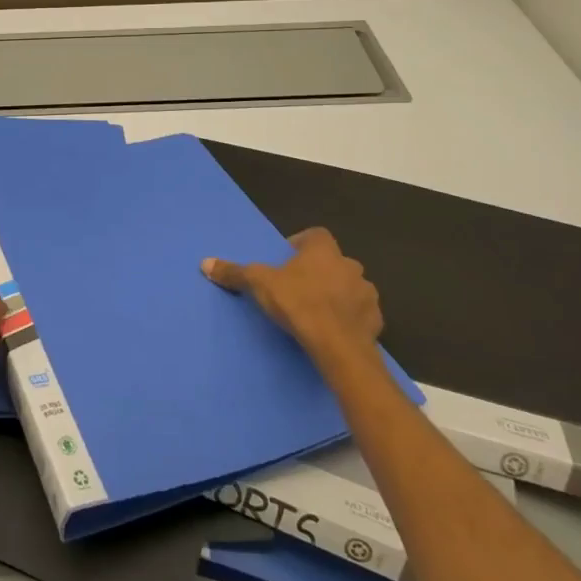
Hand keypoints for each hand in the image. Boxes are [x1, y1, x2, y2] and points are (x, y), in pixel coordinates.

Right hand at [201, 227, 382, 366]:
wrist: (338, 345)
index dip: (302, 243)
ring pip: (351, 286)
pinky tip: (335, 329)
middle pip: (334, 261)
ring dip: (338, 293)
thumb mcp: (259, 285)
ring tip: (317, 309)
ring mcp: (366, 293)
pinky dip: (350, 317)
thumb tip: (205, 263)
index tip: (288, 257)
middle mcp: (350, 265)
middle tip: (299, 286)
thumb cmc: (298, 304)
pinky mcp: (375, 319)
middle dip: (320, 270)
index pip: (316, 235)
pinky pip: (361, 312)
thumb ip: (235, 272)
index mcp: (323, 251)